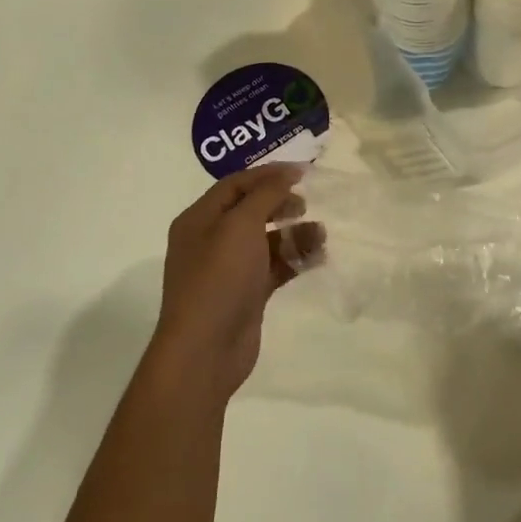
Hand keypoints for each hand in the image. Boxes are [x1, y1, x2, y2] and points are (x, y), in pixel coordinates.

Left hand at [151, 164, 317, 404]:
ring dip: (293, 234)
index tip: (303, 171)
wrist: (206, 350)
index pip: (235, 184)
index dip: (268, 175)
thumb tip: (286, 173)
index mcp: (199, 219)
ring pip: (265, 240)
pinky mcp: (246, 294)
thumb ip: (265, 195)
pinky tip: (317, 257)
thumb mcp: (240, 226)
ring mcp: (228, 269)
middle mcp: (210, 240)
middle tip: (306, 204)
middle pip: (250, 210)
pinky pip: (274, 267)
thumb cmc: (219, 278)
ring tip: (321, 235)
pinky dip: (294, 260)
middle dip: (280, 203)